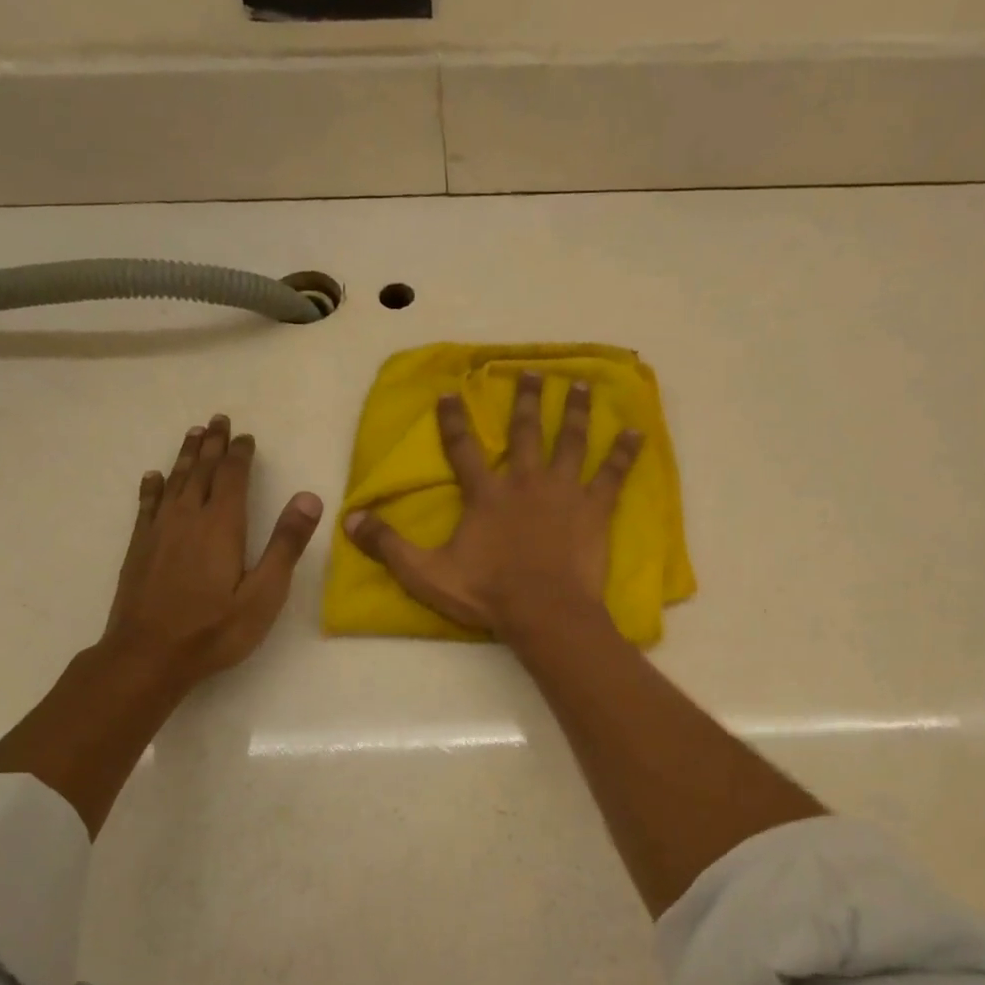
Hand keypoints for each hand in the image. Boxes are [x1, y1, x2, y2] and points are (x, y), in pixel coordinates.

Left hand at [103, 413, 324, 690]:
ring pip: (175, 482)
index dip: (241, 454)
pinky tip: (154, 477)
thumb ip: (286, 544)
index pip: (233, 478)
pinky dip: (153, 487)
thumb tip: (310, 498)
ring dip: (186, 456)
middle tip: (219, 419)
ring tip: (194, 434)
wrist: (147, 657)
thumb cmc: (214, 629)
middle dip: (213, 444)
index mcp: (222, 526)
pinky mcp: (139, 549)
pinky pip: (147, 505)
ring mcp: (159, 532)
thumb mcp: (264, 593)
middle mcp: (188, 519)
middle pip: (203, 471)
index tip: (246, 436)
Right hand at [343, 372, 642, 637]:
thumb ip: (389, 545)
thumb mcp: (427, 574)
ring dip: (574, 411)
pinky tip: (636, 431)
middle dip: (526, 400)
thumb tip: (349, 520)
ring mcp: (564, 492)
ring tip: (580, 385)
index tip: (452, 392)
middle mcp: (525, 481)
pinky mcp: (594, 508)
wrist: (544, 612)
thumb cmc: (487, 594)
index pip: (463, 449)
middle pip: (525, 432)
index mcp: (486, 495)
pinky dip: (625, 453)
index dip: (454, 421)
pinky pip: (613, 474)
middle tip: (531, 372)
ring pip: (570, 441)